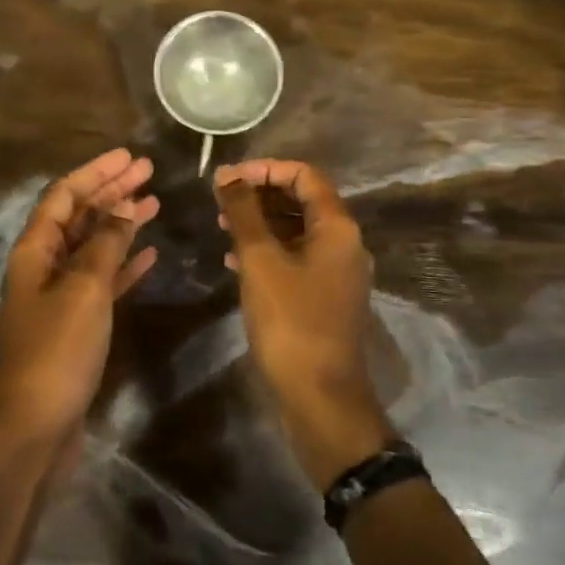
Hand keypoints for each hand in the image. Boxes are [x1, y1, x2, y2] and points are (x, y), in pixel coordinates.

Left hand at [0, 148, 159, 449]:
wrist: (37, 424)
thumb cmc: (58, 350)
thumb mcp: (84, 289)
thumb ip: (104, 245)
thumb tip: (122, 208)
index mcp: (34, 250)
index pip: (64, 195)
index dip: (96, 172)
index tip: (129, 156)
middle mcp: (43, 265)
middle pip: (78, 215)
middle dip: (111, 191)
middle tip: (148, 170)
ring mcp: (59, 294)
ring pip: (92, 246)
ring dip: (120, 223)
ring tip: (154, 202)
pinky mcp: (75, 321)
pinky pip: (102, 279)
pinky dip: (123, 263)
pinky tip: (149, 252)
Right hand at [215, 159, 393, 490]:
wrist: (319, 395)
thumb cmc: (290, 320)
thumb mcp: (261, 261)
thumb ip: (244, 213)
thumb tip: (227, 176)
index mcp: (337, 227)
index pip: (304, 175)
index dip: (265, 169)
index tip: (228, 179)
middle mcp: (344, 243)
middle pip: (301, 201)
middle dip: (259, 195)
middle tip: (220, 203)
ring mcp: (336, 272)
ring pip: (296, 231)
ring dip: (260, 223)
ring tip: (222, 227)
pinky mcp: (323, 297)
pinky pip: (295, 259)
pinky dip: (267, 252)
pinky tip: (235, 261)